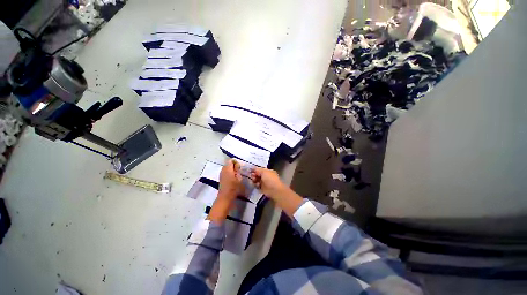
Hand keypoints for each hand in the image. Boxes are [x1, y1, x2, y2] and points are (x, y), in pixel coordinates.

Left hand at [208, 159, 244, 222]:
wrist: (225, 198)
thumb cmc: (233, 188)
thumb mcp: (239, 178)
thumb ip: (238, 170)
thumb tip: (237, 166)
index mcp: (228, 168)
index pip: (231, 160)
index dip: (236, 163)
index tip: (239, 168)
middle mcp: (223, 169)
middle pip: (228, 163)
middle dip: (234, 166)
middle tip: (239, 172)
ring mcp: (221, 174)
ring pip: (227, 168)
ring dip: (232, 170)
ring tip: (237, 176)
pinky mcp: (221, 178)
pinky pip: (226, 172)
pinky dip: (229, 173)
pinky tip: (233, 179)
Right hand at [250, 167, 303, 216]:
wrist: (275, 190)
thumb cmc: (270, 179)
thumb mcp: (264, 172)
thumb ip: (257, 170)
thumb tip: (252, 169)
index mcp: (268, 171)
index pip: (260, 169)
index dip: (255, 170)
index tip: (249, 171)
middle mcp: (266, 176)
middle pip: (258, 175)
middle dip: (254, 175)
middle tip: (252, 176)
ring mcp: (265, 183)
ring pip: (257, 180)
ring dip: (254, 180)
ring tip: (254, 181)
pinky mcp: (263, 189)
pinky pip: (257, 186)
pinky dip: (256, 185)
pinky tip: (256, 185)